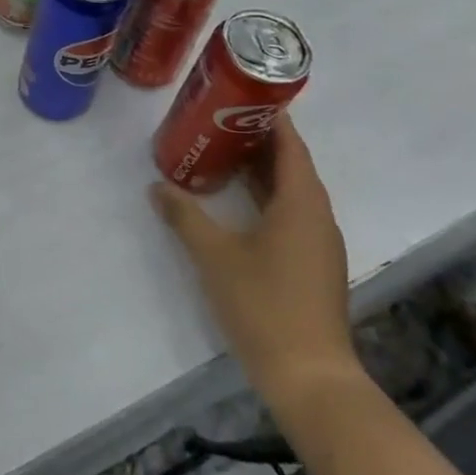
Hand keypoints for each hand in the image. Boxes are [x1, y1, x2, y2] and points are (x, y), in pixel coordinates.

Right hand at [149, 116, 359, 413]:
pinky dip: (265, 198)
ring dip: (261, 172)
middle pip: (293, 167)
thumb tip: (157, 186)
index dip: (272, 120)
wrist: (309, 376)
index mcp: (301, 204)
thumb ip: (184, 216)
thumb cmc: (264, 304)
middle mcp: (317, 218)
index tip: (243, 97)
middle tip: (218, 121)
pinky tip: (236, 204)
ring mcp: (318, 245)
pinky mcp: (313, 267)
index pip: (291, 148)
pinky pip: (291, 215)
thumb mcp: (214, 255)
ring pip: (292, 193)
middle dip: (259, 142)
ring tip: (221, 154)